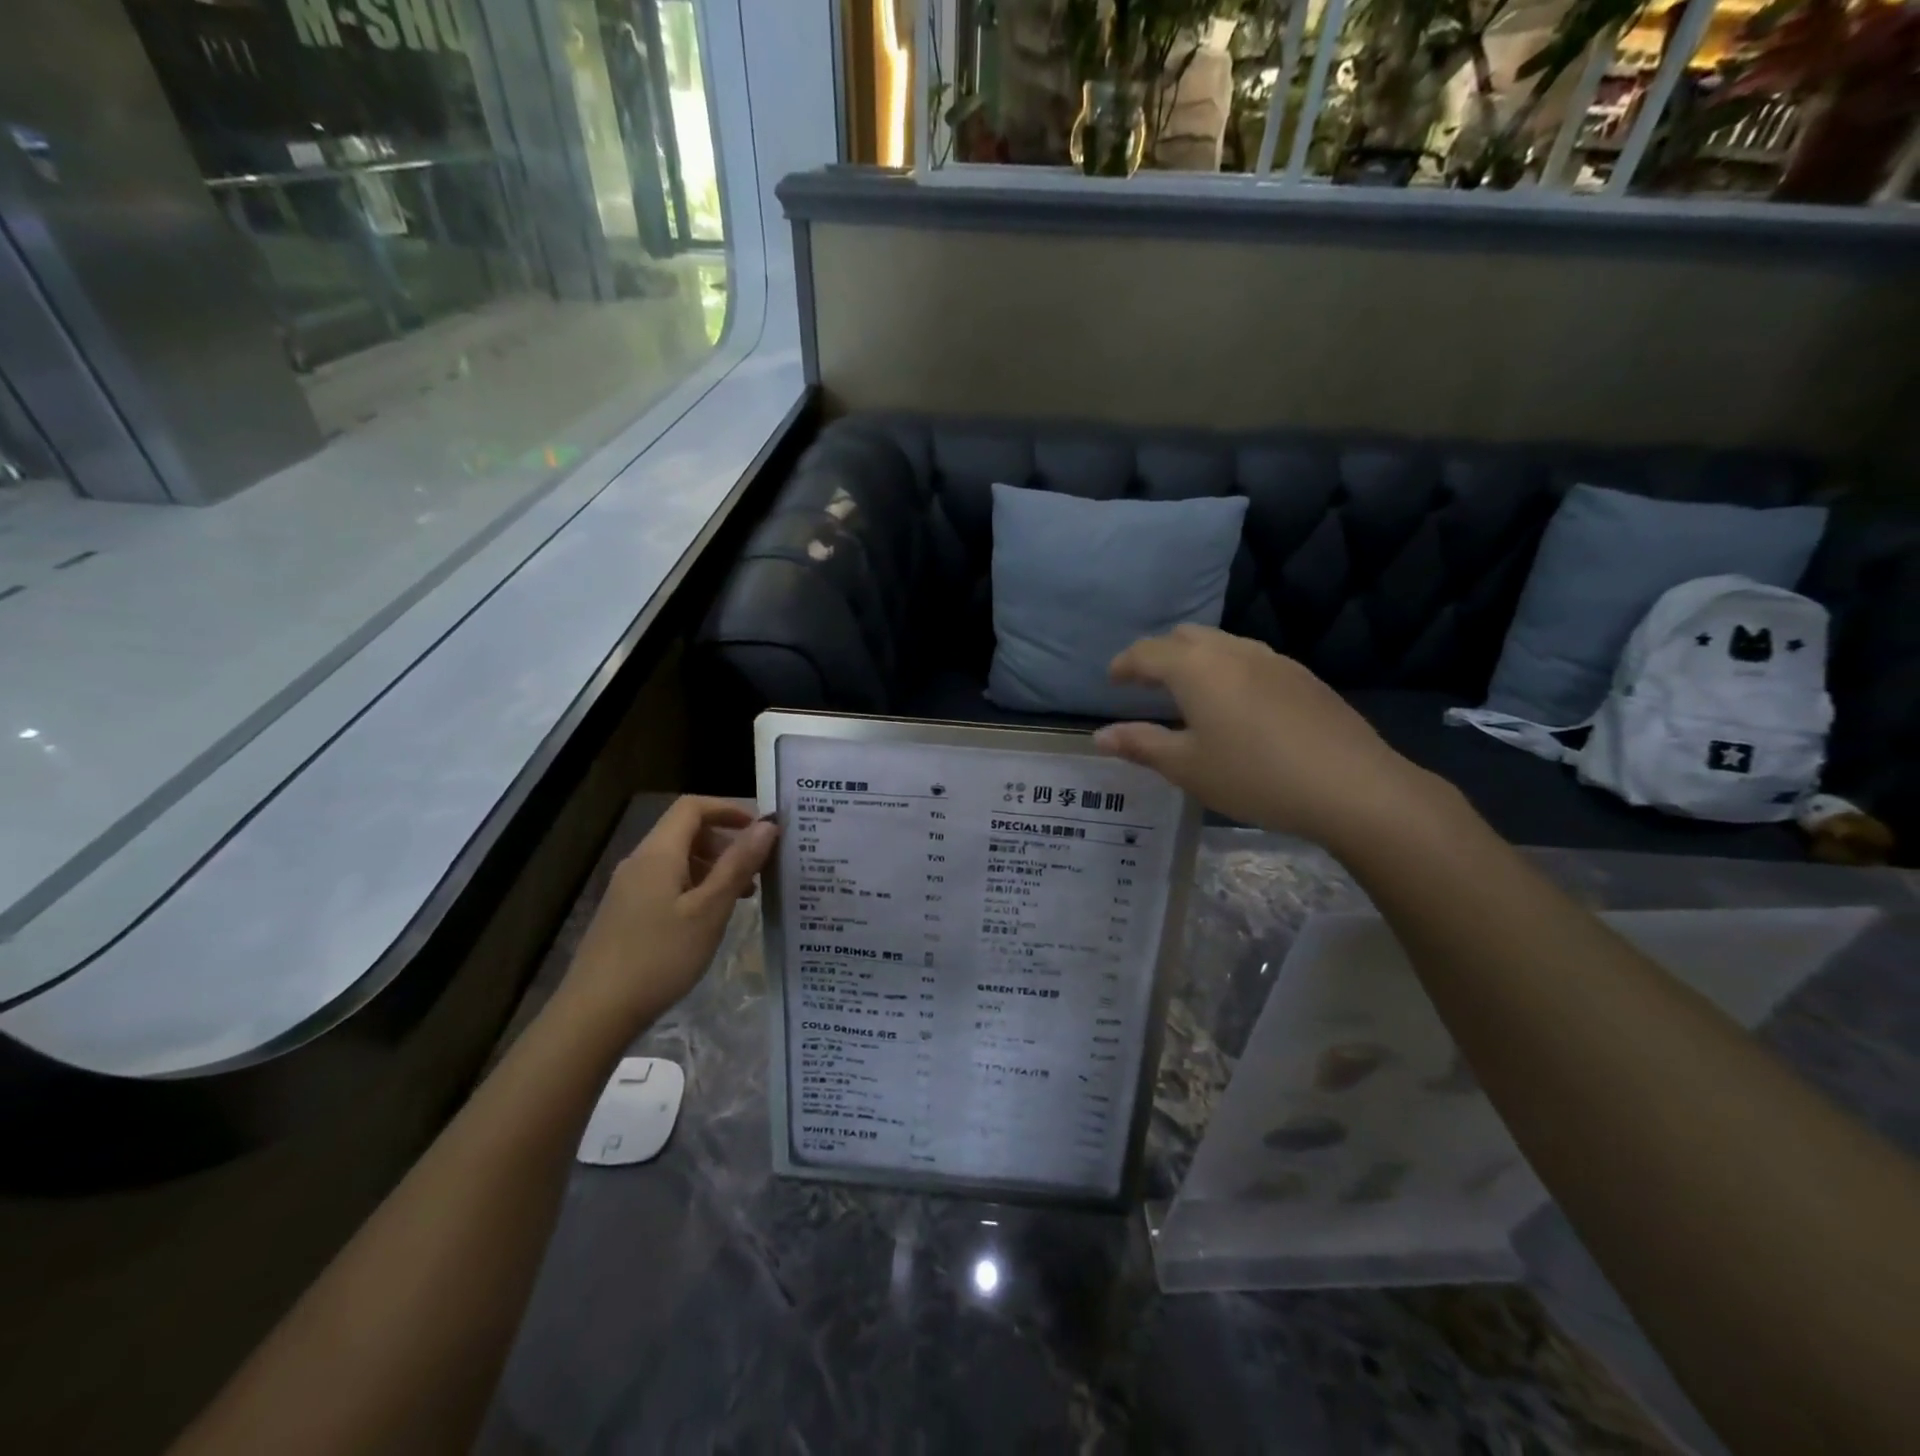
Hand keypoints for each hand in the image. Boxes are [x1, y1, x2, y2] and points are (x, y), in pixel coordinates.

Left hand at [556, 797, 777, 1034]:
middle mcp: (639, 862)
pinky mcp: (625, 913)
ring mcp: (628, 889)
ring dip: (713, 867)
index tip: (760, 829)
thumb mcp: (710, 910)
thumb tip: (767, 825)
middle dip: (725, 841)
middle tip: (758, 868)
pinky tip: (710, 918)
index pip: (692, 807)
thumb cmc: (660, 957)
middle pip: (685, 832)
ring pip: (677, 860)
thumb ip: (738, 865)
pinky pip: (666, 883)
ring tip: (743, 896)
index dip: (728, 809)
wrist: (595, 1013)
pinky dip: (695, 887)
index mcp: (658, 854)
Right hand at [1093, 626, 1443, 847]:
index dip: (1124, 664)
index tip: (1112, 681)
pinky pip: (1251, 659)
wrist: (1352, 786)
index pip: (1147, 652)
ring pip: (1222, 643)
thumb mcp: (1187, 767)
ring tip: (1189, 694)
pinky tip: (1237, 706)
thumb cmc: (1254, 776)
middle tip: (1147, 684)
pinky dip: (1228, 670)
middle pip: (1185, 636)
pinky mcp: (1303, 676)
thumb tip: (1100, 735)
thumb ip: (1141, 745)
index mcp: (1196, 668)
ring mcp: (1273, 660)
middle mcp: (1232, 651)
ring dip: (1196, 660)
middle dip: (1160, 654)